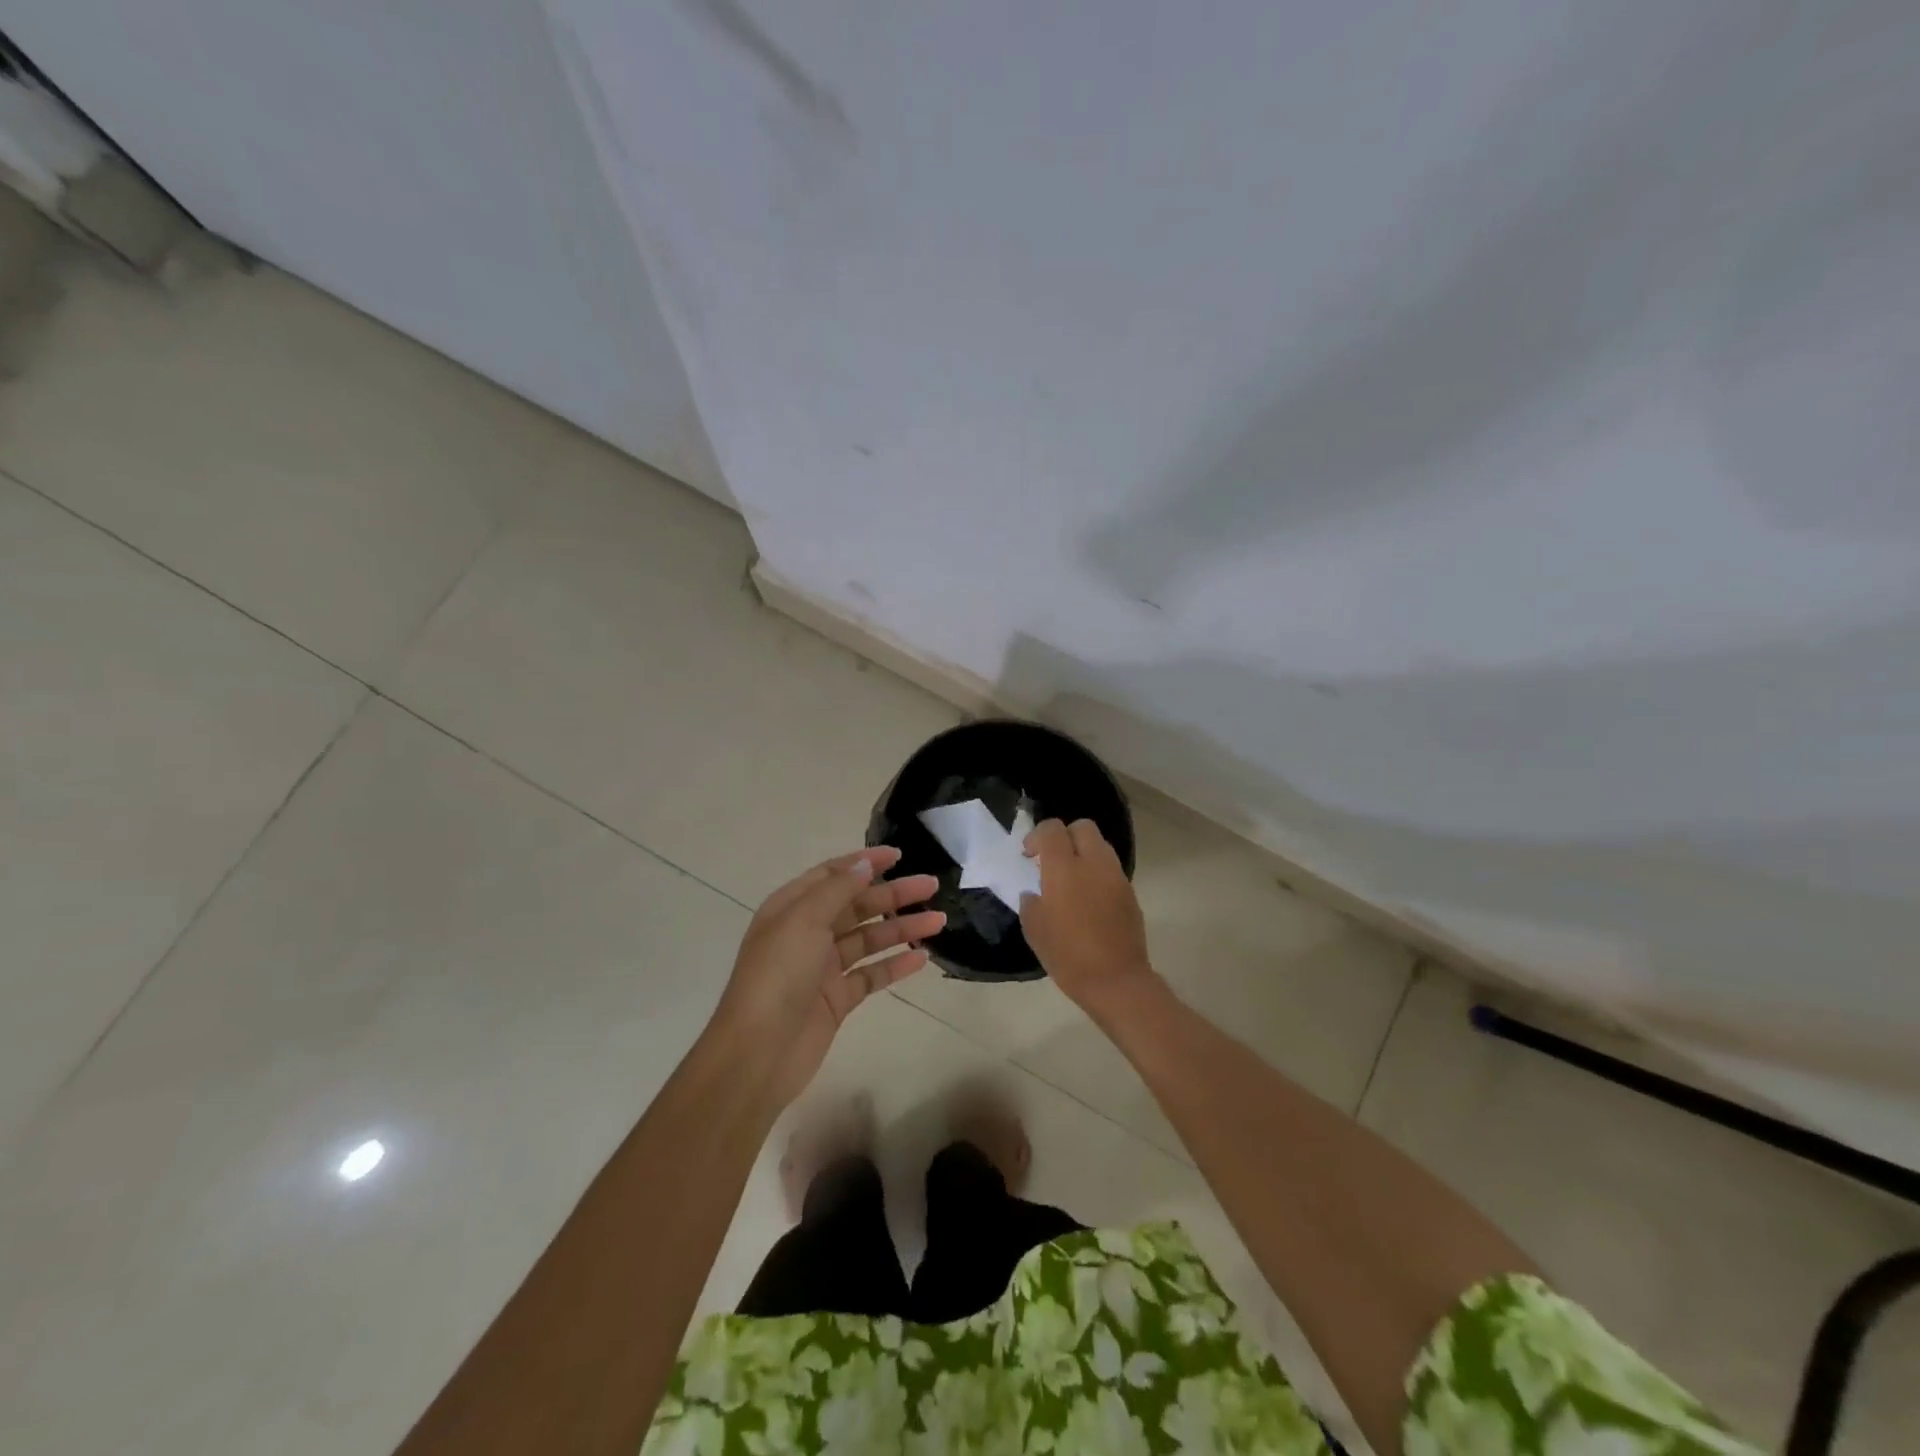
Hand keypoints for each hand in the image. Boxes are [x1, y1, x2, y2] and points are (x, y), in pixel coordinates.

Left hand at [715, 846, 943, 1102]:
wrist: (758, 1052)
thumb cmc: (777, 976)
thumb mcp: (803, 920)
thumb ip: (837, 890)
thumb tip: (865, 865)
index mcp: (792, 908)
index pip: (833, 875)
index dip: (865, 862)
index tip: (899, 855)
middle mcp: (807, 933)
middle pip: (857, 906)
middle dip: (893, 894)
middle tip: (931, 886)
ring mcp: (823, 968)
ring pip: (869, 940)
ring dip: (901, 928)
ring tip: (938, 921)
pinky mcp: (837, 1000)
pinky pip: (871, 975)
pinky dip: (895, 965)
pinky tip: (921, 958)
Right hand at [1019, 819, 1155, 1011]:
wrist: (1116, 981)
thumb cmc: (1068, 956)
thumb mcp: (1035, 931)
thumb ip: (1031, 903)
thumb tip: (1035, 893)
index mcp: (1064, 869)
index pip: (1052, 829)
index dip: (1037, 836)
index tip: (1029, 856)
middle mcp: (1093, 864)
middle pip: (1083, 827)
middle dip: (1065, 836)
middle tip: (1053, 860)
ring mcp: (1116, 876)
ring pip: (1101, 845)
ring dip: (1084, 852)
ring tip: (1072, 879)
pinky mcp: (1130, 892)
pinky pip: (1111, 869)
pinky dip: (1098, 872)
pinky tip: (1089, 898)